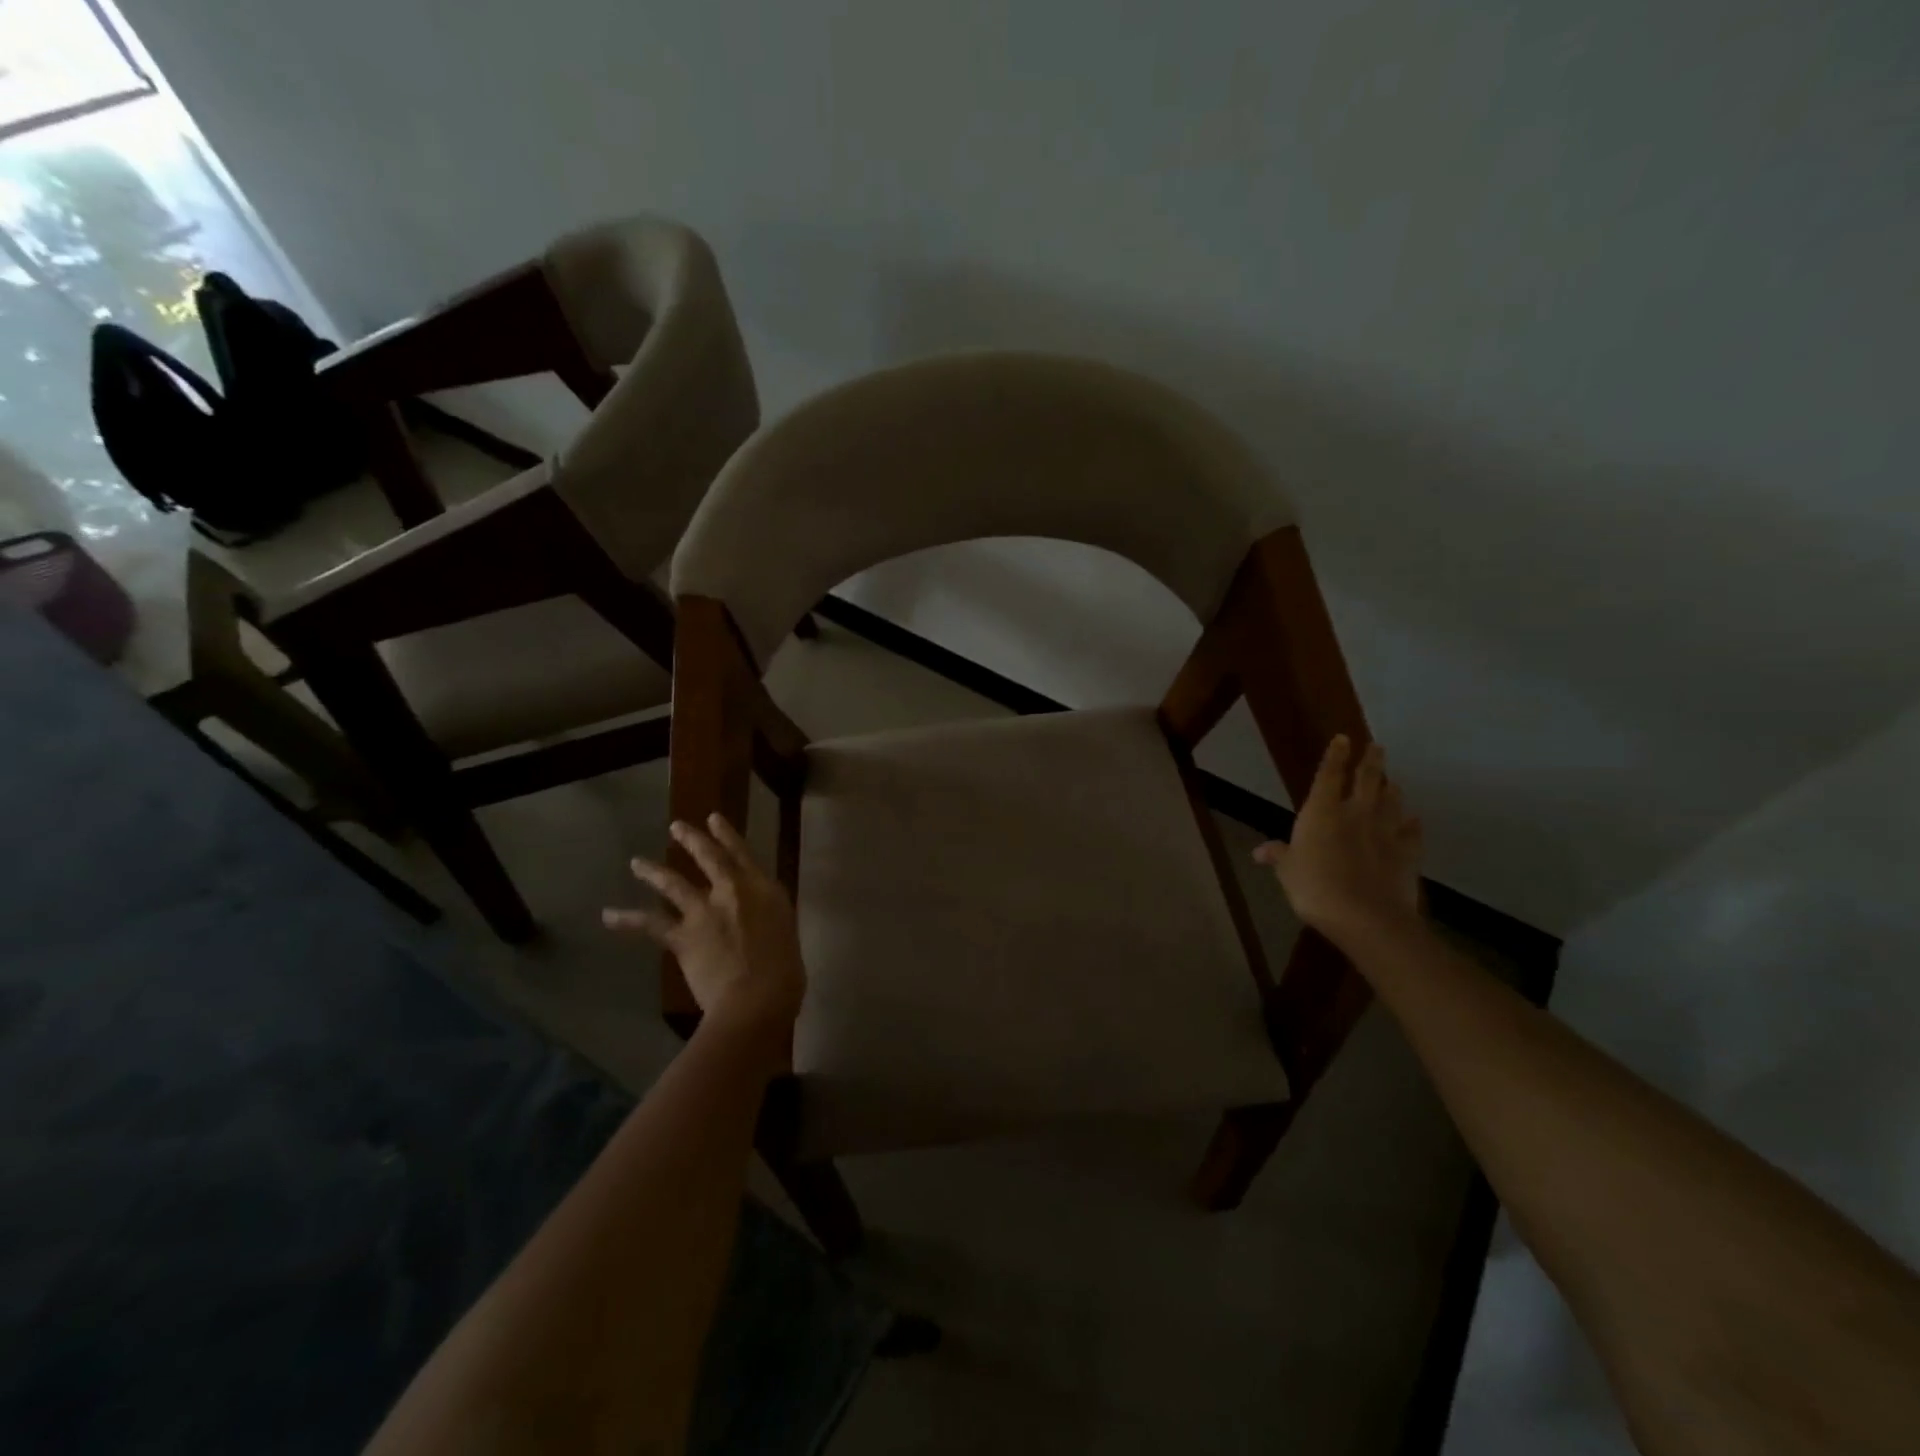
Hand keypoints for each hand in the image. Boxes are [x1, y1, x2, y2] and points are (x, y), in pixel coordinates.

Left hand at [603, 815, 806, 1045]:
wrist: (756, 999)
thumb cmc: (784, 975)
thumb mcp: (785, 936)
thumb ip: (768, 922)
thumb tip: (757, 925)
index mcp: (765, 891)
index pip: (744, 855)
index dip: (727, 836)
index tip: (714, 819)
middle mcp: (733, 892)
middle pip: (709, 858)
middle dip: (693, 840)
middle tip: (676, 827)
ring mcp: (705, 911)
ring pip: (675, 884)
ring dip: (654, 871)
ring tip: (637, 863)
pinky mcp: (683, 936)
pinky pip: (650, 925)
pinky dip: (627, 920)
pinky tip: (608, 915)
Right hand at [1253, 737, 1423, 943]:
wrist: (1366, 916)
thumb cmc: (1315, 887)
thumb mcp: (1287, 872)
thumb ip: (1279, 856)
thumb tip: (1259, 851)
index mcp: (1322, 812)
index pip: (1329, 774)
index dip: (1335, 755)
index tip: (1343, 738)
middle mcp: (1356, 813)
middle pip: (1367, 779)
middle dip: (1371, 761)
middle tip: (1377, 747)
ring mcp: (1385, 832)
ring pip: (1392, 801)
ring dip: (1391, 789)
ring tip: (1392, 781)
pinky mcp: (1407, 853)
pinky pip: (1412, 833)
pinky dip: (1412, 825)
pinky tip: (1413, 820)